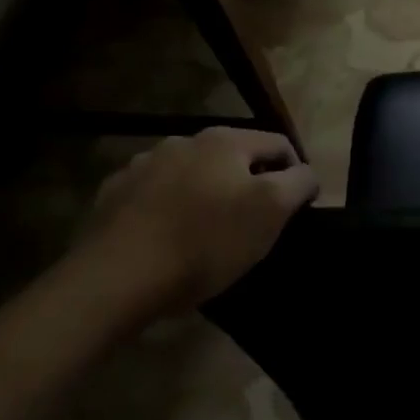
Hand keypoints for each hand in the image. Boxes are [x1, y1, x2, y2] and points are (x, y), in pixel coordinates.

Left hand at [81, 128, 318, 312]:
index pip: (280, 145)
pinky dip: (171, 210)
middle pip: (235, 158)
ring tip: (208, 234)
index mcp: (225, 140)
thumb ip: (299, 182)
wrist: (114, 279)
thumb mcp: (271, 211)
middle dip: (250, 185)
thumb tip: (305, 174)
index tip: (296, 212)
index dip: (296, 175)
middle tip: (254, 226)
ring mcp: (143, 166)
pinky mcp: (113, 195)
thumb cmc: (205, 241)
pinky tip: (169, 239)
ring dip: (208, 195)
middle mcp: (183, 141)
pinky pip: (156, 196)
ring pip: (194, 175)